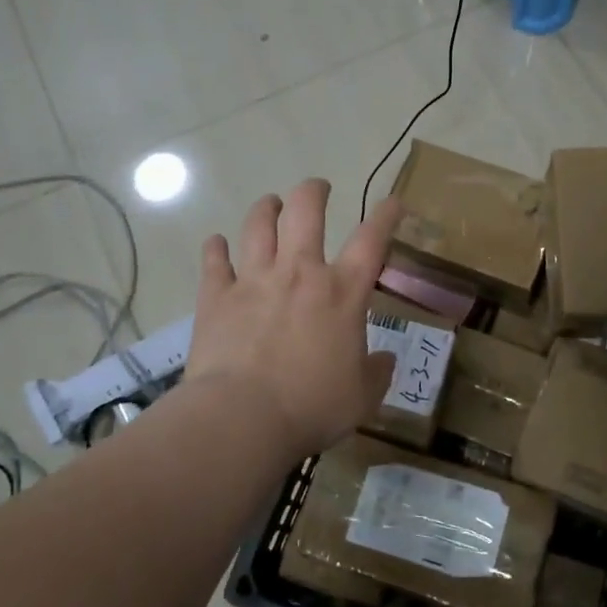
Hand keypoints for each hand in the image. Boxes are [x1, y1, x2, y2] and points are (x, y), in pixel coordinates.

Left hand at [184, 180, 403, 461]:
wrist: (242, 418)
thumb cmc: (311, 407)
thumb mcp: (362, 397)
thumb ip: (376, 373)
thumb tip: (384, 360)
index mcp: (342, 293)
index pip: (372, 240)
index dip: (386, 216)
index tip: (392, 202)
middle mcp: (299, 273)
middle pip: (306, 210)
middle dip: (314, 191)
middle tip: (318, 188)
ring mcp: (254, 279)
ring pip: (258, 224)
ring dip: (266, 208)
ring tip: (271, 204)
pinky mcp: (216, 297)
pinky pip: (214, 260)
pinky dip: (216, 247)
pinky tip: (217, 243)